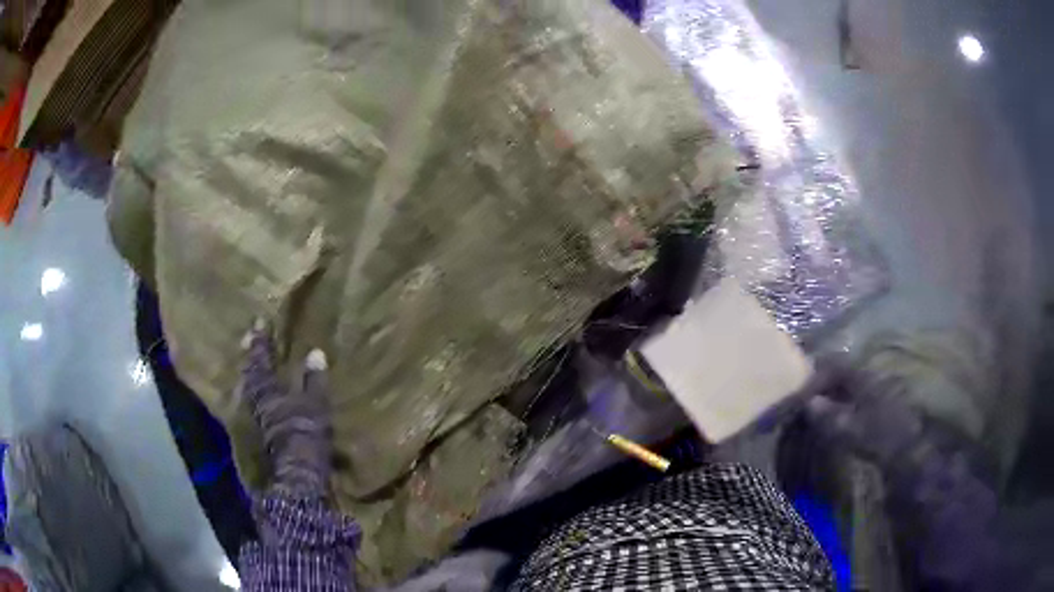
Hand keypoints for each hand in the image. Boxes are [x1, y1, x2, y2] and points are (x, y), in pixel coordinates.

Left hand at [239, 320, 331, 497]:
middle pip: (250, 376)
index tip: (258, 323)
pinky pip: (258, 408)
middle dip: (250, 358)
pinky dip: (260, 398)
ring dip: (252, 378)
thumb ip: (314, 379)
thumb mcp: (315, 403)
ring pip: (251, 392)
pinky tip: (265, 399)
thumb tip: (315, 353)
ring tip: (254, 367)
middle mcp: (258, 403)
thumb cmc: (305, 432)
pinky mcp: (264, 437)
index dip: (260, 342)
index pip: (261, 360)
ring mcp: (258, 422)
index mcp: (268, 390)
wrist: (298, 473)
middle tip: (248, 340)